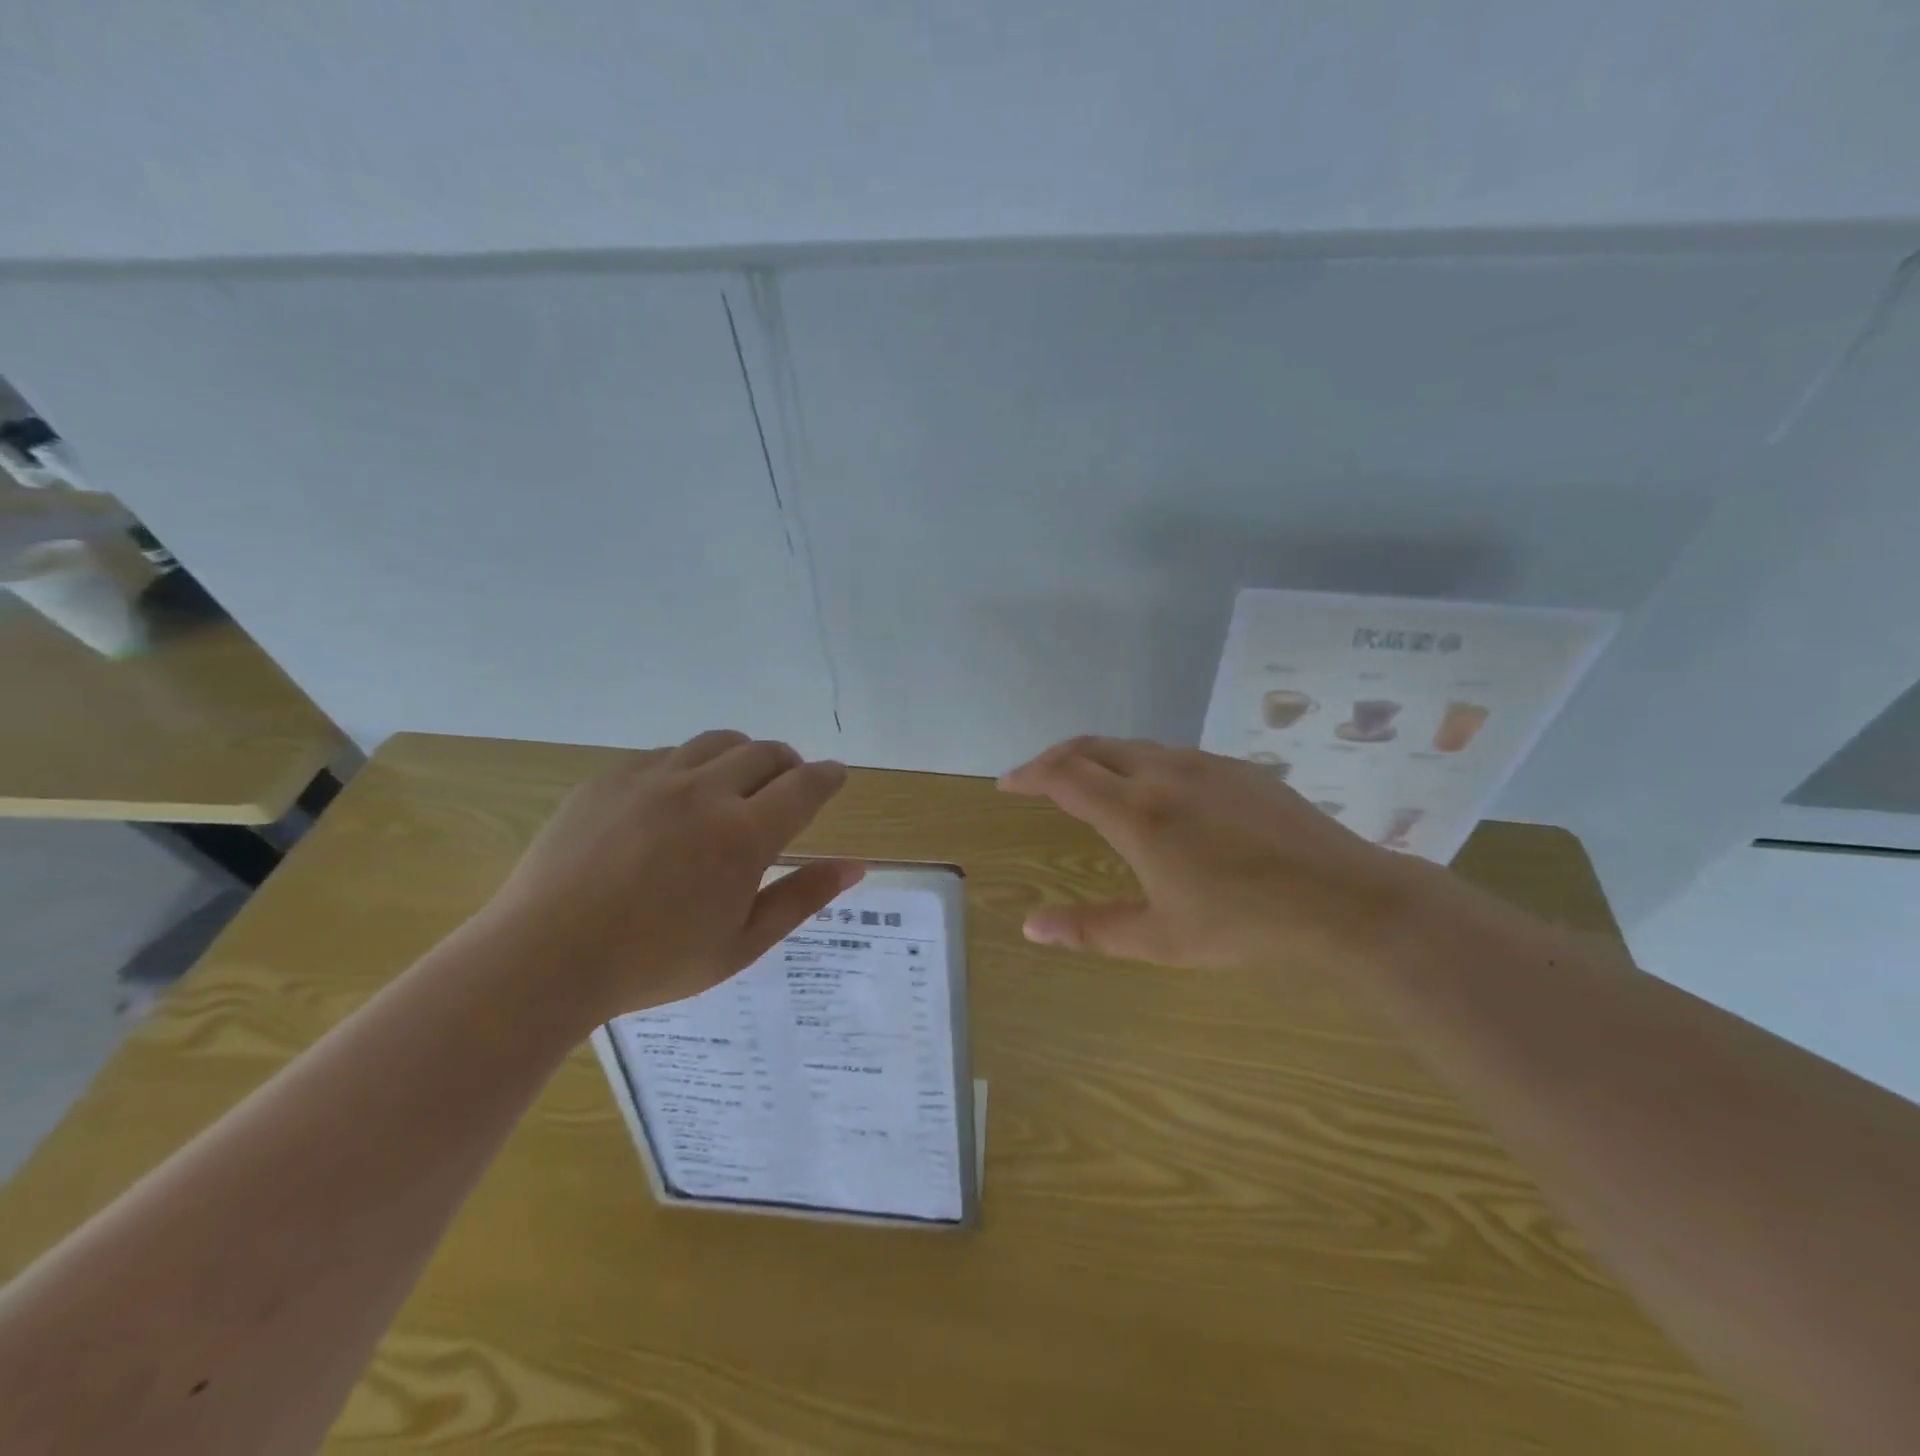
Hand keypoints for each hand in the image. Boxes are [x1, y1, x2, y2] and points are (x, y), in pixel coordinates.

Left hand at [479, 730, 862, 1020]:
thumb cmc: (653, 962)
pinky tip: (676, 804)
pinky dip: (691, 768)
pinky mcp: (610, 777)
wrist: (542, 958)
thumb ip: (802, 898)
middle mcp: (703, 791)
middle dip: (789, 765)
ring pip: (718, 742)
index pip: (806, 785)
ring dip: (742, 758)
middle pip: (765, 752)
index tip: (835, 777)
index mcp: (742, 834)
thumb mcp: (742, 944)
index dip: (829, 777)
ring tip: (735, 790)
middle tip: (787, 790)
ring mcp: (652, 778)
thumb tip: (855, 866)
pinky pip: (667, 755)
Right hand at [999, 736, 1435, 972]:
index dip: (1029, 775)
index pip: (1064, 776)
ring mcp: (1205, 765)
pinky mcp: (1238, 768)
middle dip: (1056, 758)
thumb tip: (1031, 927)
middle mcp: (1163, 774)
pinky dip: (1139, 763)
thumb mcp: (1160, 938)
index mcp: (1137, 813)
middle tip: (1036, 778)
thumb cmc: (1245, 924)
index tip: (1007, 784)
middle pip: (1093, 747)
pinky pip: (1171, 754)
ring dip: (1098, 758)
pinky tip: (1153, 792)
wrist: (1345, 900)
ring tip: (1087, 782)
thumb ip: (1090, 929)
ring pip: (1134, 746)